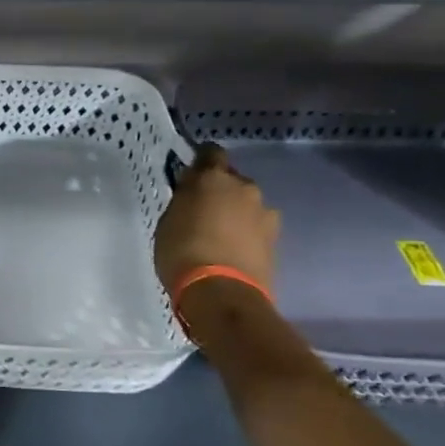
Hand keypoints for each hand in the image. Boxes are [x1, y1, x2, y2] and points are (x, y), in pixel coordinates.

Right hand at [154, 144, 279, 295]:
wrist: (222, 293)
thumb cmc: (182, 252)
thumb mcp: (168, 222)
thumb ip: (184, 201)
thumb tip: (192, 193)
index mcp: (213, 178)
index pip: (210, 153)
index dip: (201, 160)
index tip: (192, 173)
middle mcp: (244, 188)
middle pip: (232, 181)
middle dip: (220, 191)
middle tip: (202, 211)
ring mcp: (264, 213)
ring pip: (247, 205)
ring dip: (235, 213)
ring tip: (219, 235)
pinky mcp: (276, 239)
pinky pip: (256, 227)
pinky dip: (246, 233)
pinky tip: (233, 250)